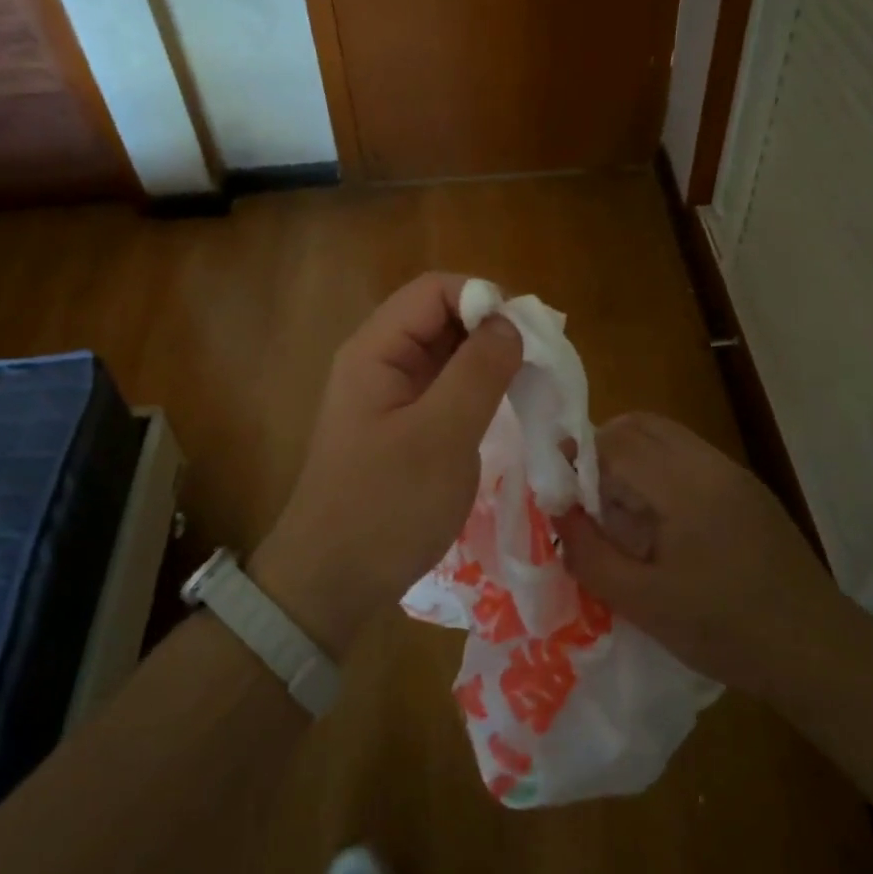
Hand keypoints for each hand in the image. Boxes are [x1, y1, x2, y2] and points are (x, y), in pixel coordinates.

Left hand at [251, 273, 522, 655]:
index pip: (435, 291)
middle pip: (442, 317)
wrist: (333, 582)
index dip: (484, 299)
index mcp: (376, 350)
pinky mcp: (403, 425)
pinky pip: (445, 388)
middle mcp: (380, 361)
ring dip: (490, 360)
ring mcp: (391, 395)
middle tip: (540, 363)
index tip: (529, 335)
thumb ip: (478, 372)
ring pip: (447, 353)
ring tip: (532, 385)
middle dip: (492, 329)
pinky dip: (479, 389)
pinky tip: (508, 409)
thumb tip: (511, 323)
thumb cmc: (386, 506)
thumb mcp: (441, 436)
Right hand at [554, 413, 857, 695]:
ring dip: (629, 456)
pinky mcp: (746, 488)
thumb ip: (591, 555)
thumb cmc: (727, 631)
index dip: (577, 459)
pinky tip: (656, 518)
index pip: (615, 443)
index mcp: (685, 486)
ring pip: (664, 435)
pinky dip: (657, 468)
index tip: (558, 491)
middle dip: (600, 449)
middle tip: (582, 496)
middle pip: (640, 425)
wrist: (819, 652)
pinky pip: (687, 455)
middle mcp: (710, 464)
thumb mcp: (645, 605)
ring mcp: (733, 473)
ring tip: (615, 507)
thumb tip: (557, 513)